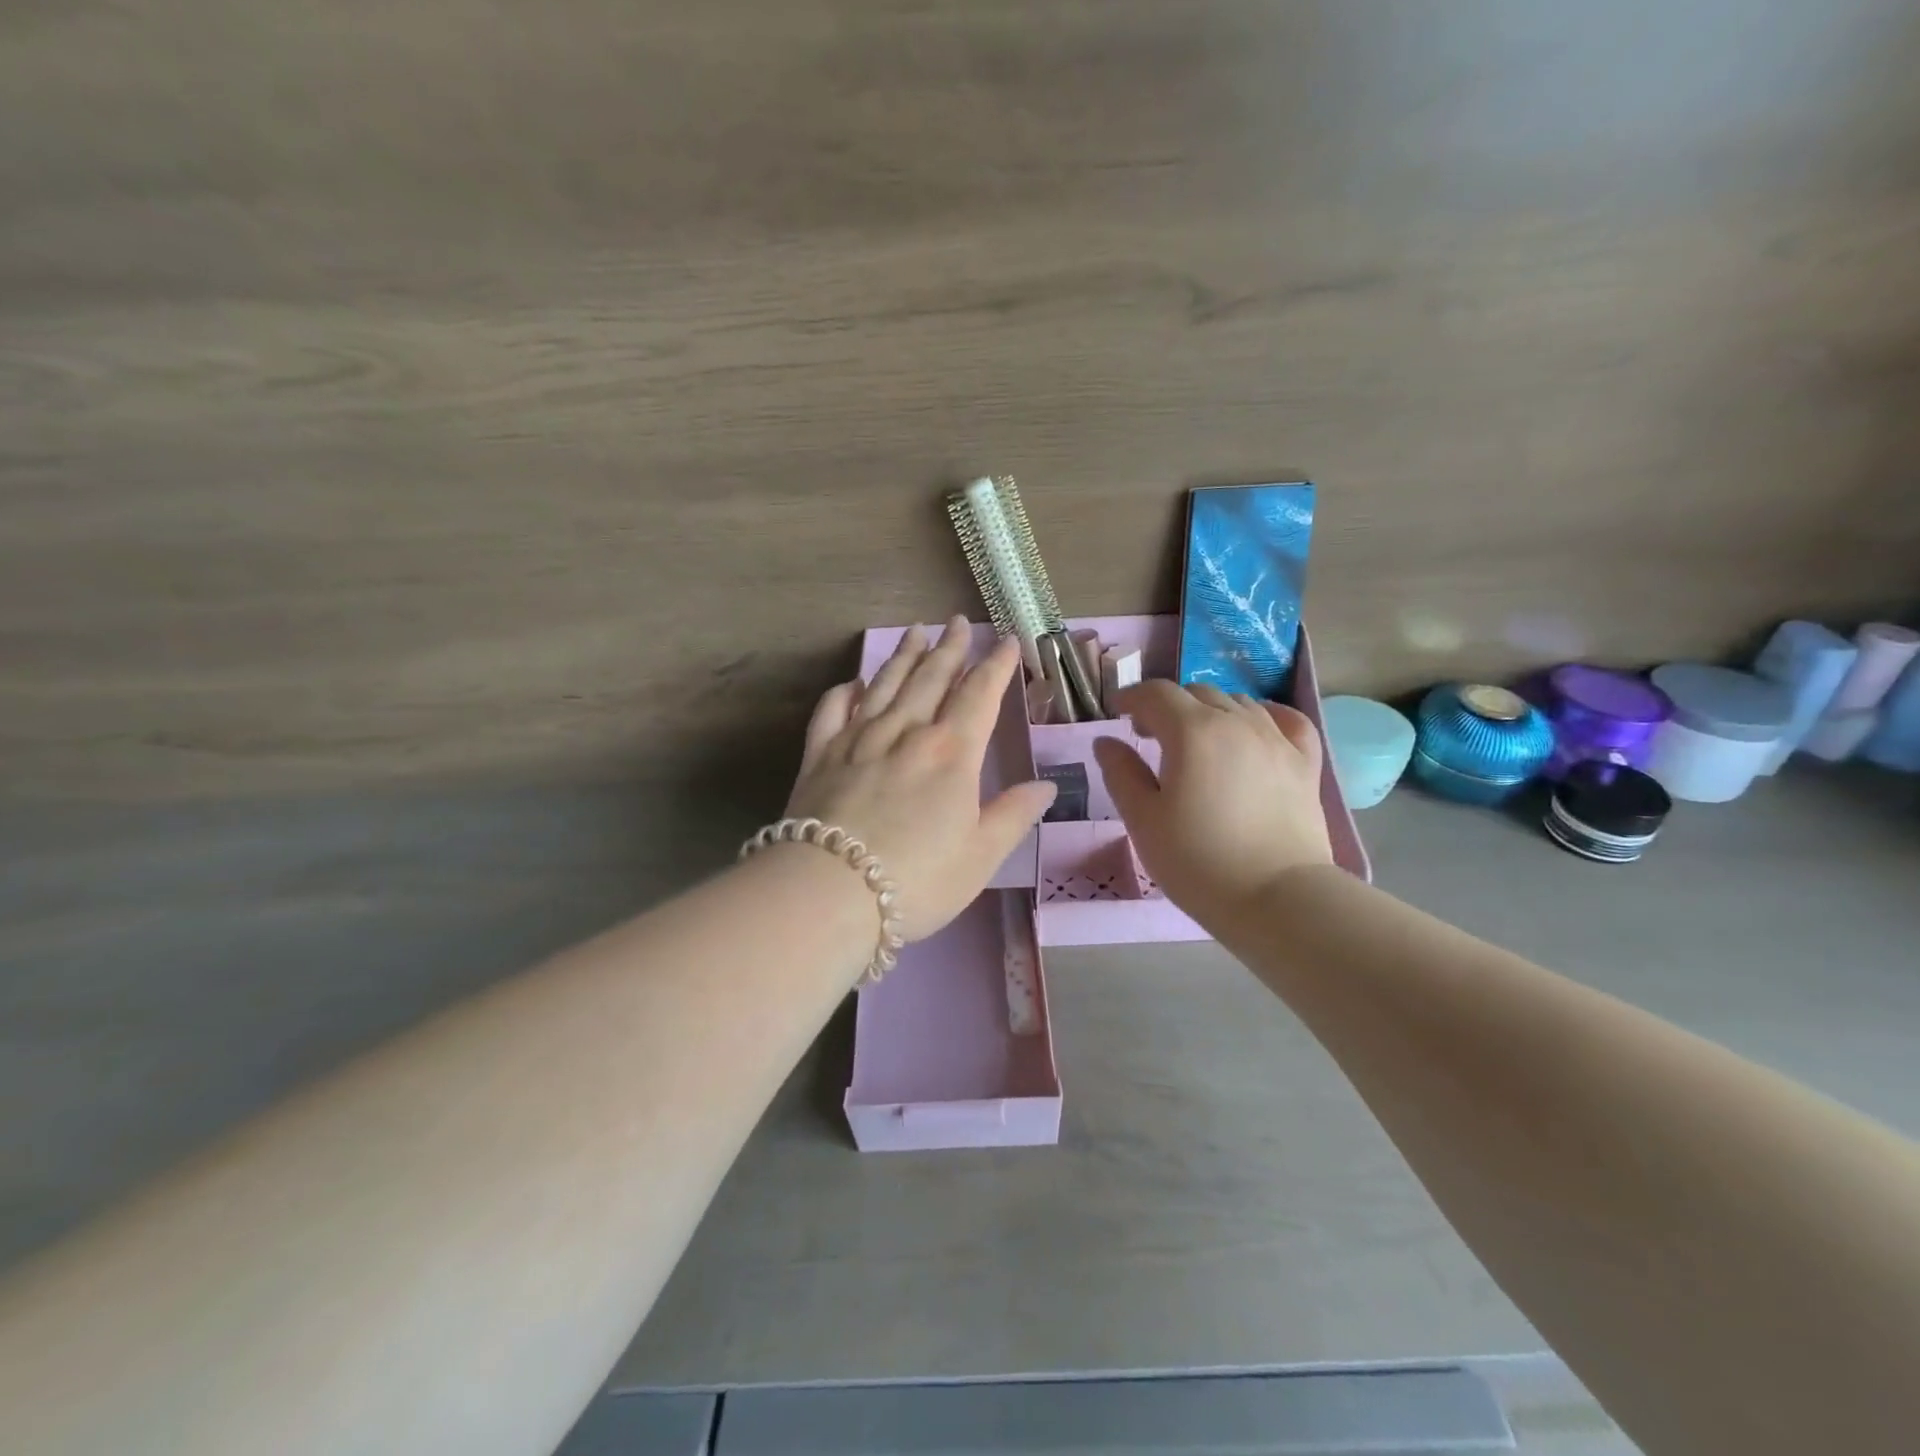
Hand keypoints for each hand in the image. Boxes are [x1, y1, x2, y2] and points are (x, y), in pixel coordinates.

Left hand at [786, 616, 1056, 941]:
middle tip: (959, 622)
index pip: (980, 695)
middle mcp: (907, 732)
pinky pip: (833, 709)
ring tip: (917, 631)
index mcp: (952, 753)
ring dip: (905, 655)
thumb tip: (1046, 786)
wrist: (828, 891)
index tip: (1007, 641)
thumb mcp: (981, 856)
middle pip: (932, 678)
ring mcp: (858, 738)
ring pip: (886, 683)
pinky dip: (846, 691)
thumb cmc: (916, 880)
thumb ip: (1013, 816)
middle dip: (950, 648)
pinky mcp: (819, 754)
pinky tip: (854, 683)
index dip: (997, 665)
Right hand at [1093, 681, 1332, 927]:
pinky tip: (1254, 730)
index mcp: (1192, 731)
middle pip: (1196, 693)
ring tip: (1196, 741)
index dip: (1132, 697)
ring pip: (1238, 703)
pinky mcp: (1305, 764)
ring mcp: (1277, 740)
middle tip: (1150, 736)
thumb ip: (1121, 773)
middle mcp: (1237, 721)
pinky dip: (1264, 716)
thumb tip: (1106, 741)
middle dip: (1168, 706)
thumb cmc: (1198, 861)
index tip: (1118, 713)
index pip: (1156, 693)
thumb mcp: (1143, 820)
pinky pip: (1287, 721)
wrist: (1277, 900)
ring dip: (1209, 711)